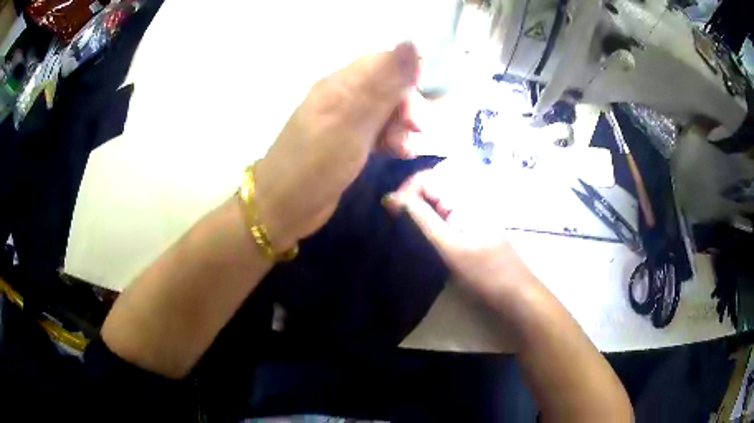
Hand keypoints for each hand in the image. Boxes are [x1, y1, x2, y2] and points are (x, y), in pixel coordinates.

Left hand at [253, 42, 420, 249]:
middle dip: (406, 105)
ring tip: (405, 148)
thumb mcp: (352, 122)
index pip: (382, 62)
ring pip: (384, 110)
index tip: (420, 103)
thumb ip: (383, 84)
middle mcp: (342, 96)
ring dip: (401, 125)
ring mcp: (343, 121)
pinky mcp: (346, 142)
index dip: (406, 76)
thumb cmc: (315, 164)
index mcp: (339, 84)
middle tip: (416, 129)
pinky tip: (400, 154)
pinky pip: (377, 131)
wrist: (282, 207)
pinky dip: (392, 140)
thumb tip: (413, 41)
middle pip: (386, 86)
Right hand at [383, 160, 529, 303]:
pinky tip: (416, 241)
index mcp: (463, 198)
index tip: (389, 212)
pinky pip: (441, 222)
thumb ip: (420, 219)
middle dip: (407, 202)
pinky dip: (425, 227)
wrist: (516, 296)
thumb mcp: (449, 246)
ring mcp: (466, 219)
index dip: (405, 190)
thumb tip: (389, 197)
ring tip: (398, 231)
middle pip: (429, 190)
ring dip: (414, 216)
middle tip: (390, 223)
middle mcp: (464, 202)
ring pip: (433, 207)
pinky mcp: (465, 234)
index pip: (426, 178)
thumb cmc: (485, 272)